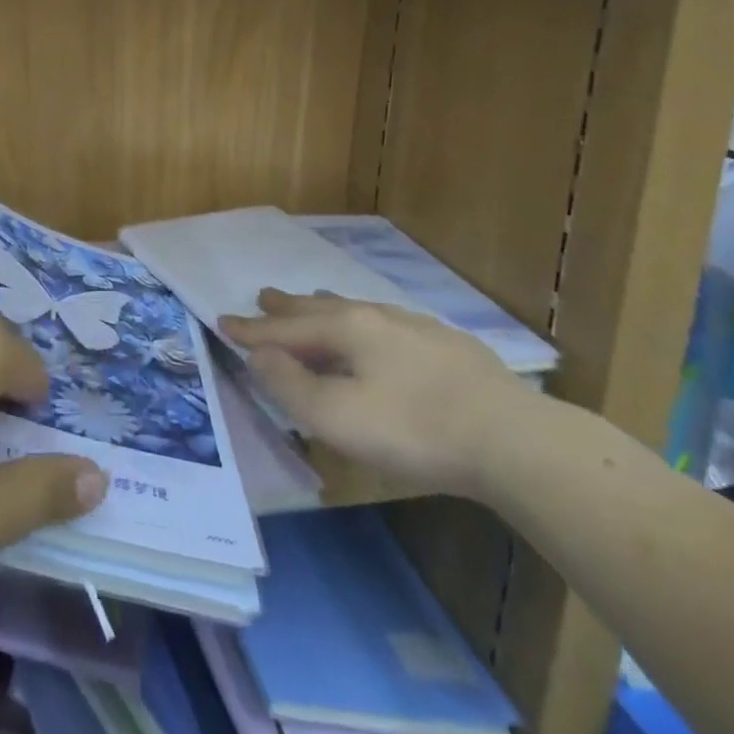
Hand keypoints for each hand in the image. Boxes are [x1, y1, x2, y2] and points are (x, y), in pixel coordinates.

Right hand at [221, 290, 534, 500]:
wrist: (510, 438)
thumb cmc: (413, 429)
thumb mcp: (338, 418)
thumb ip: (290, 386)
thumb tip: (259, 356)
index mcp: (347, 329)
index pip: (287, 329)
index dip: (253, 330)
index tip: (223, 321)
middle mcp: (377, 317)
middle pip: (321, 309)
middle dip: (288, 308)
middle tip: (264, 296)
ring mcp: (415, 328)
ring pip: (358, 310)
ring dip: (327, 308)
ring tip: (314, 302)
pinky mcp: (447, 346)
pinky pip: (390, 323)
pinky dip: (366, 322)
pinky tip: (381, 331)